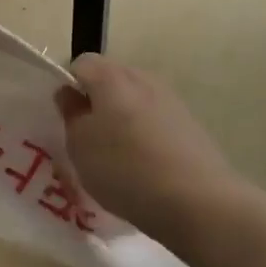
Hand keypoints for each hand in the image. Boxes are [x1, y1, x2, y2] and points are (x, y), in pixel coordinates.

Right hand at [56, 56, 239, 246]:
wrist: (199, 202)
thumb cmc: (126, 169)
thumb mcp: (80, 147)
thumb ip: (71, 115)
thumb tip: (70, 94)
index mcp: (111, 76)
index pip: (80, 64)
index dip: (69, 87)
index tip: (67, 118)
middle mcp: (142, 78)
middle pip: (110, 78)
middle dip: (97, 101)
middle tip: (89, 138)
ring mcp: (170, 99)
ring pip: (135, 99)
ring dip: (122, 118)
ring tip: (117, 156)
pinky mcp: (190, 123)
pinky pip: (156, 119)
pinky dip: (146, 134)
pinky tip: (146, 166)